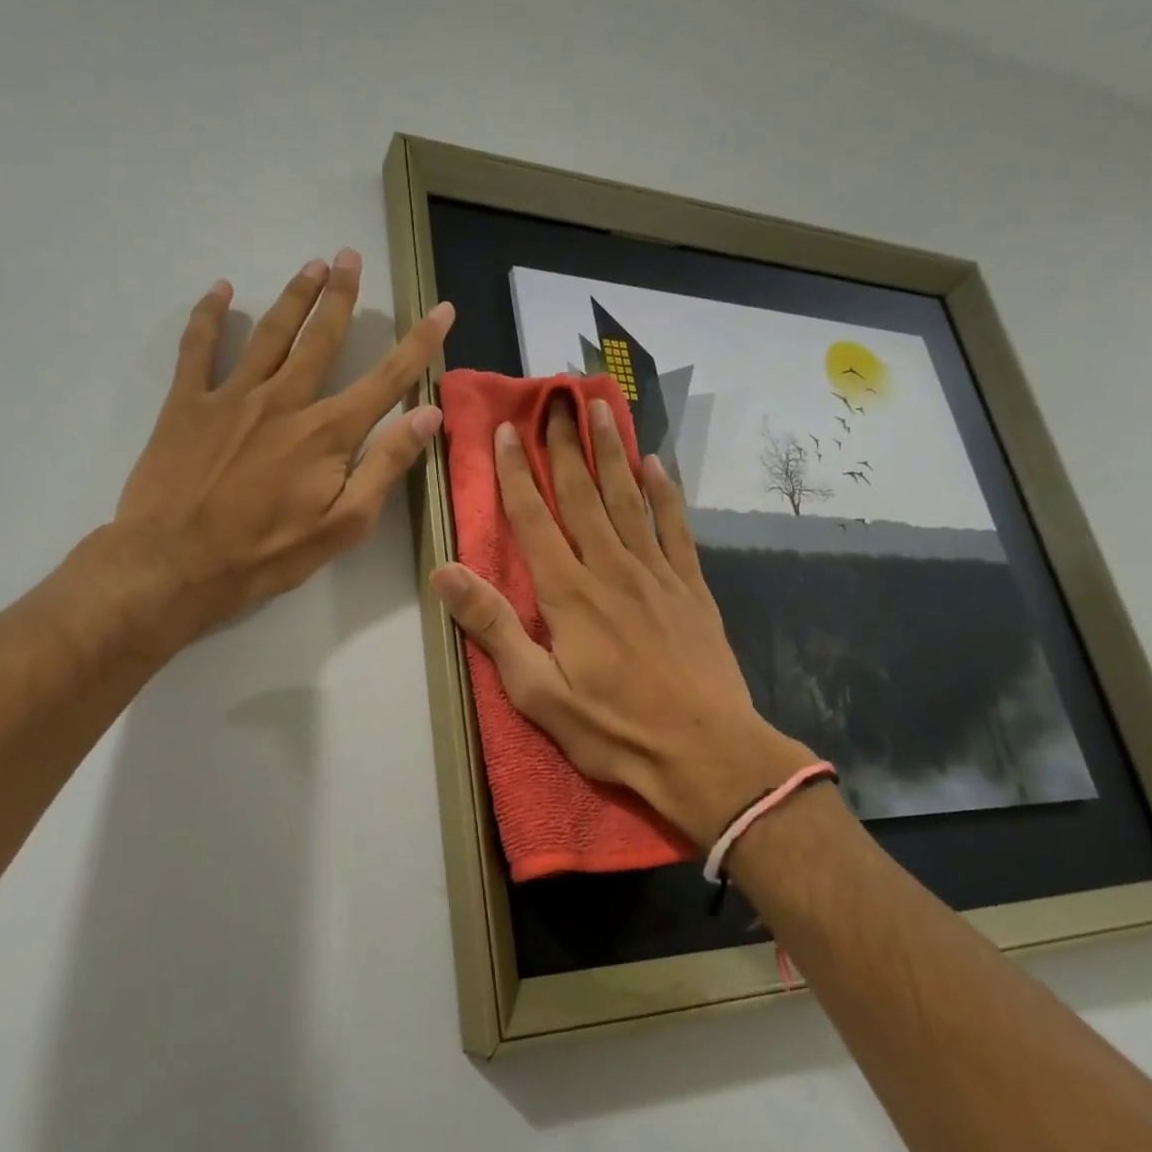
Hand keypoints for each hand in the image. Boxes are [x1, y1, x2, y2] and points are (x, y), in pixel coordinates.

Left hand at [103, 249, 452, 657]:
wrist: (174, 564)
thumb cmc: (265, 553)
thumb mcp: (342, 525)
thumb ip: (385, 467)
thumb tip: (427, 415)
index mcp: (326, 432)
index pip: (386, 379)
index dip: (419, 344)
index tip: (441, 310)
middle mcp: (283, 400)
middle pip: (320, 338)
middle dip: (341, 296)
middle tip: (352, 257)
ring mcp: (231, 397)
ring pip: (269, 333)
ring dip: (293, 296)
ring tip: (311, 264)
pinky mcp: (186, 404)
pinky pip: (198, 347)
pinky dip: (209, 315)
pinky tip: (221, 290)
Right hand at [432, 396, 810, 847]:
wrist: (706, 754)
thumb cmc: (613, 729)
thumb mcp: (538, 692)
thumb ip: (494, 627)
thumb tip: (445, 573)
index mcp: (569, 594)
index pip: (534, 518)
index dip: (515, 472)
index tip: (505, 430)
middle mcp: (611, 569)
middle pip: (582, 494)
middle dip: (564, 443)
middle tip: (555, 396)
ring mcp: (656, 574)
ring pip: (629, 498)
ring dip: (612, 451)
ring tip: (603, 407)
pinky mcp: (691, 588)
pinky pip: (675, 527)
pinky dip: (665, 493)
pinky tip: (657, 464)